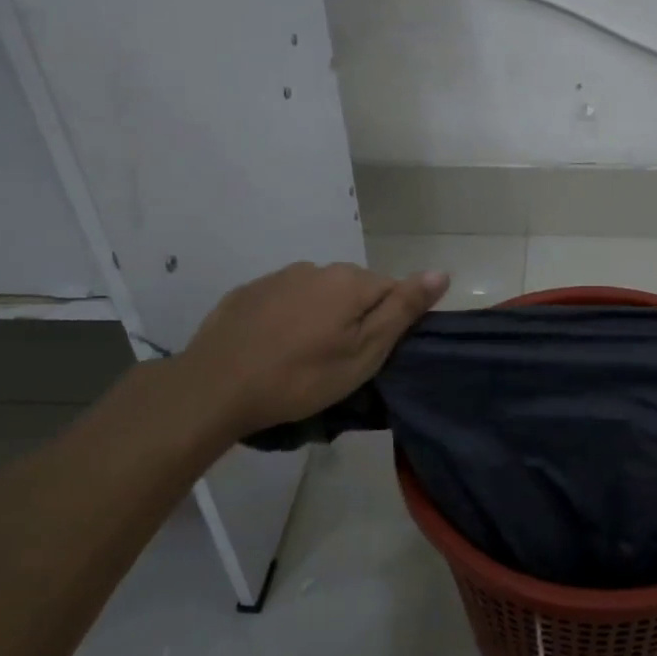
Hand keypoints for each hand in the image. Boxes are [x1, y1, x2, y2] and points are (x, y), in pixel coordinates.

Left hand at [174, 262, 448, 436]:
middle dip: (354, 319)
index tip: (370, 357)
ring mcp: (278, 277)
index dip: (388, 324)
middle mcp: (317, 268)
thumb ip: (403, 309)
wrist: (215, 387)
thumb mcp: (365, 352)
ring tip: (304, 359)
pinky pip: (283, 302)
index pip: (392, 290)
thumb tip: (441, 272)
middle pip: (354, 291)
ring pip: (318, 295)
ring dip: (320, 318)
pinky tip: (273, 349)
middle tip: (339, 363)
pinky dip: (287, 320)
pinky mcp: (247, 293)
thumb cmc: (302, 376)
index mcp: (350, 280)